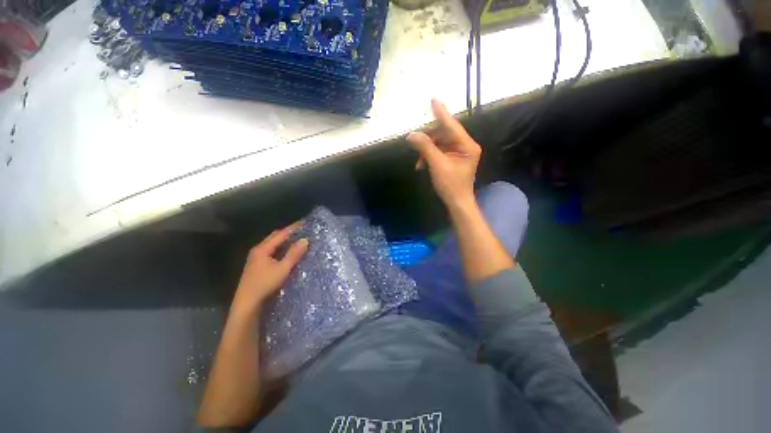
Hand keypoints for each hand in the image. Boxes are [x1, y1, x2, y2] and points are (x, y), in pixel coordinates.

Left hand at [231, 222, 308, 316]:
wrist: (247, 303)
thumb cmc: (265, 284)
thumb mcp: (283, 269)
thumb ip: (294, 254)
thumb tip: (305, 240)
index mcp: (263, 249)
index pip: (280, 234)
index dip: (292, 228)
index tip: (303, 223)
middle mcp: (258, 250)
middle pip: (274, 237)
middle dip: (287, 232)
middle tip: (301, 230)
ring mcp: (256, 258)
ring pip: (272, 244)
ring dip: (284, 240)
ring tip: (296, 239)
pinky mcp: (257, 265)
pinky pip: (271, 251)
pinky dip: (280, 248)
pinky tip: (286, 252)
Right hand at [407, 99, 480, 209]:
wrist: (457, 202)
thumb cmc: (451, 185)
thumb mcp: (437, 165)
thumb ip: (425, 147)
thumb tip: (411, 135)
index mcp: (467, 146)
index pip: (452, 126)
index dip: (441, 113)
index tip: (433, 100)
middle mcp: (465, 146)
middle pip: (444, 134)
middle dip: (429, 140)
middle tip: (415, 142)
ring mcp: (459, 153)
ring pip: (440, 143)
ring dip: (427, 150)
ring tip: (419, 162)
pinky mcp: (453, 159)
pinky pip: (439, 152)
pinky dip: (429, 156)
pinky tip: (421, 165)